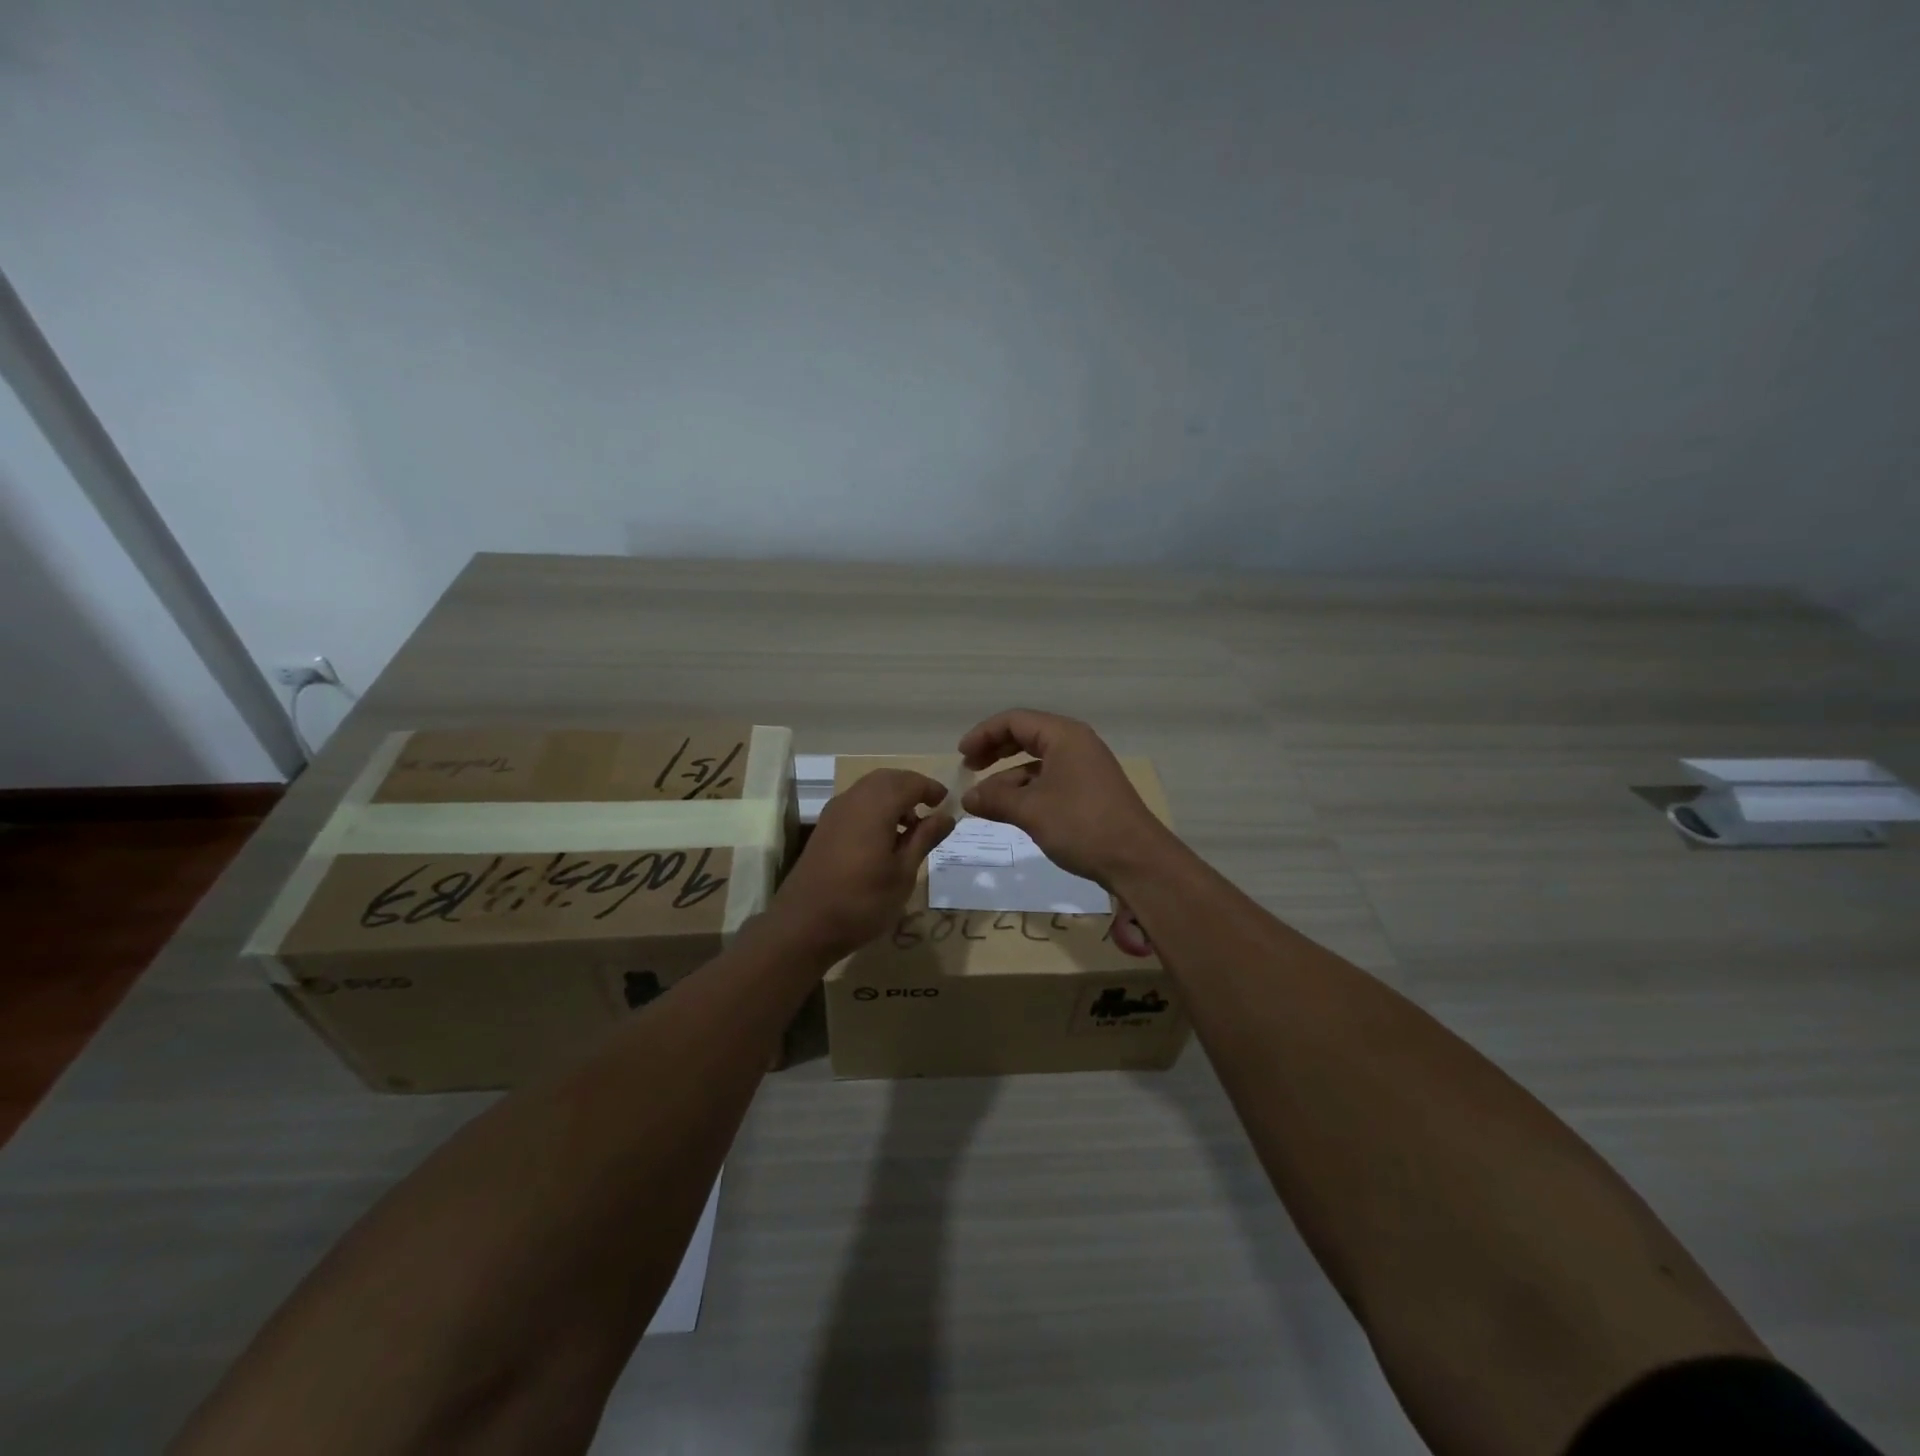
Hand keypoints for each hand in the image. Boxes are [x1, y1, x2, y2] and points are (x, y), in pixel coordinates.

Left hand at [766, 769, 952, 959]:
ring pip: (869, 789)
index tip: (947, 802)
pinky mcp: (824, 827)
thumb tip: (947, 816)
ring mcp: (834, 812)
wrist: (804, 925)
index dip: (931, 788)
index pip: (909, 782)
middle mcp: (853, 800)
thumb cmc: (862, 901)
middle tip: (931, 810)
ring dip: (892, 798)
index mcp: (876, 807)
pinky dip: (875, 808)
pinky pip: (856, 803)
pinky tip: (884, 838)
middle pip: (887, 779)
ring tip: (910, 828)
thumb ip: (925, 838)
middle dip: (911, 787)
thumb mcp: (903, 873)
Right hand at [957, 710, 1170, 886]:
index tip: (961, 756)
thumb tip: (968, 797)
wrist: (1137, 860)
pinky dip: (1027, 791)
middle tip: (970, 768)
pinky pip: (1049, 780)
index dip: (983, 734)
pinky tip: (1011, 811)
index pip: (1015, 721)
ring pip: (1037, 762)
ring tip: (985, 801)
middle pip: (1026, 736)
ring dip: (1008, 777)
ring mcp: (1084, 768)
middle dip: (995, 751)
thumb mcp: (1031, 810)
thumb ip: (995, 799)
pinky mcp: (1089, 792)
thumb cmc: (1081, 825)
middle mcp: (1075, 744)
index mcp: (1064, 736)